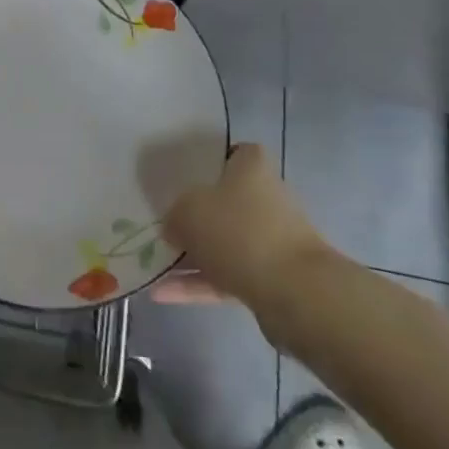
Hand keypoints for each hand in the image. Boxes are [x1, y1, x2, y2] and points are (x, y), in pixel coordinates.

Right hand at [154, 144, 328, 306]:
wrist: (294, 293)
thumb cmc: (239, 231)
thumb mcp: (188, 211)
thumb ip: (175, 215)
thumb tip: (175, 228)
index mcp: (252, 166)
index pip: (229, 154)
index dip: (204, 164)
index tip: (178, 179)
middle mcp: (266, 197)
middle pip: (223, 202)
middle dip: (194, 217)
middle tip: (160, 223)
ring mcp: (270, 240)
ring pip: (223, 243)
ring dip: (192, 256)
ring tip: (153, 265)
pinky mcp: (270, 278)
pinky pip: (226, 276)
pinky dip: (198, 284)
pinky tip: (163, 293)